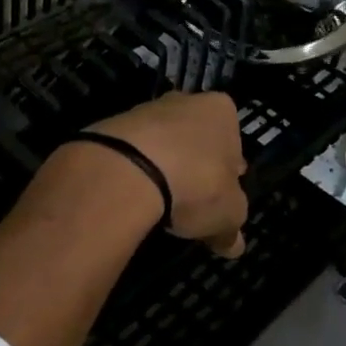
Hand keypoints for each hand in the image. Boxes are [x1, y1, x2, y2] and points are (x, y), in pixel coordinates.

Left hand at [89, 92, 247, 257]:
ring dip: (163, 167)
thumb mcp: (228, 215)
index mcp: (221, 111)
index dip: (229, 171)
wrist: (127, 170)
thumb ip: (232, 227)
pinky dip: (134, 171)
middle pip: (195, 138)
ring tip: (159, 204)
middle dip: (195, 165)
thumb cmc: (196, 183)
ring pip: (162, 143)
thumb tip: (233, 244)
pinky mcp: (113, 125)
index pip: (233, 141)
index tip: (221, 195)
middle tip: (191, 199)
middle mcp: (185, 101)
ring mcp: (145, 110)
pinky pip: (132, 152)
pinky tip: (134, 196)